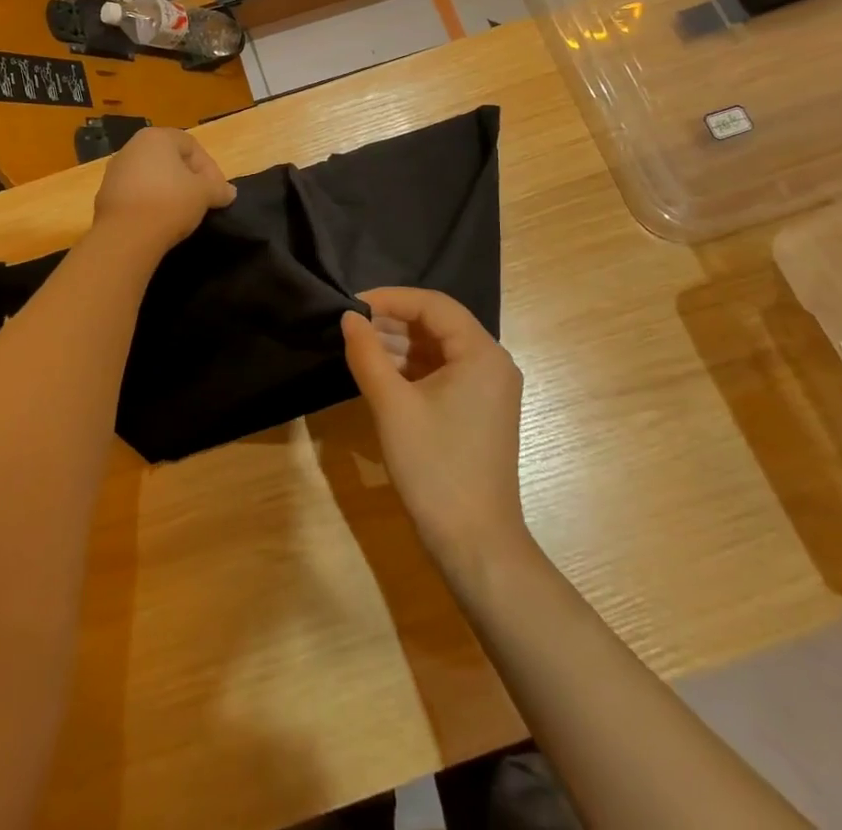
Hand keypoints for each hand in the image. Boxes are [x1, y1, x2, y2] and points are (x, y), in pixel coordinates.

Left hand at [92, 127, 236, 253]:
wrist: (125, 236)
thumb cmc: (170, 202)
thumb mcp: (204, 194)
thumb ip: (219, 189)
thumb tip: (229, 192)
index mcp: (156, 137)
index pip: (192, 146)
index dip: (210, 168)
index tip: (218, 192)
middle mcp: (132, 147)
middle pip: (170, 159)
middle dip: (190, 178)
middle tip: (203, 200)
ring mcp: (115, 171)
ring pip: (152, 176)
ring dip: (170, 191)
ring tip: (183, 213)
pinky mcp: (105, 195)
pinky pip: (137, 193)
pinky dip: (151, 203)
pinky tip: (160, 221)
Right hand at [342, 287, 528, 575]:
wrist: (475, 544)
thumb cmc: (435, 467)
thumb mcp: (392, 405)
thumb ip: (367, 353)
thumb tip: (349, 317)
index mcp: (481, 353)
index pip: (433, 305)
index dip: (390, 298)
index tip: (352, 305)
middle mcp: (492, 363)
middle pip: (437, 324)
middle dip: (392, 322)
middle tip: (350, 327)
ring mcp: (487, 390)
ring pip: (437, 350)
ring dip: (398, 346)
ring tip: (357, 348)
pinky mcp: (478, 412)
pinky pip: (442, 374)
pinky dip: (411, 369)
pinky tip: (379, 375)